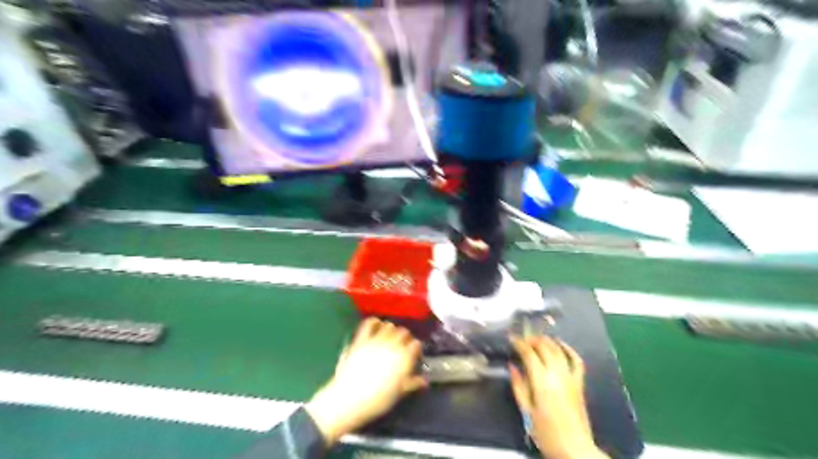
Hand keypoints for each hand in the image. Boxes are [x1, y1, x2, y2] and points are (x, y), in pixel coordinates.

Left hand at [305, 319, 428, 444]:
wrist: (348, 400)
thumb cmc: (377, 400)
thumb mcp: (399, 394)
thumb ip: (413, 383)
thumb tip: (424, 380)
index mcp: (404, 357)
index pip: (416, 344)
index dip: (416, 349)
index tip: (414, 355)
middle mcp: (393, 344)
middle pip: (404, 332)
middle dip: (405, 338)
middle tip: (402, 346)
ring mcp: (376, 340)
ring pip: (389, 325)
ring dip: (392, 330)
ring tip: (390, 337)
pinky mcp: (361, 339)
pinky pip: (369, 323)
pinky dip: (374, 322)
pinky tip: (376, 325)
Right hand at [510, 335, 606, 457]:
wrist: (574, 449)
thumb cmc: (545, 432)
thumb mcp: (526, 410)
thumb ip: (519, 386)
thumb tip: (513, 366)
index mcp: (541, 381)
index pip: (529, 354)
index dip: (519, 344)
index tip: (511, 339)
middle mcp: (557, 374)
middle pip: (544, 347)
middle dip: (532, 340)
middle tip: (522, 340)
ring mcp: (570, 377)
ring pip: (558, 350)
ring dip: (547, 341)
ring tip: (536, 340)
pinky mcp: (579, 383)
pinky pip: (576, 361)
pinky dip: (569, 349)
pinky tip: (561, 345)